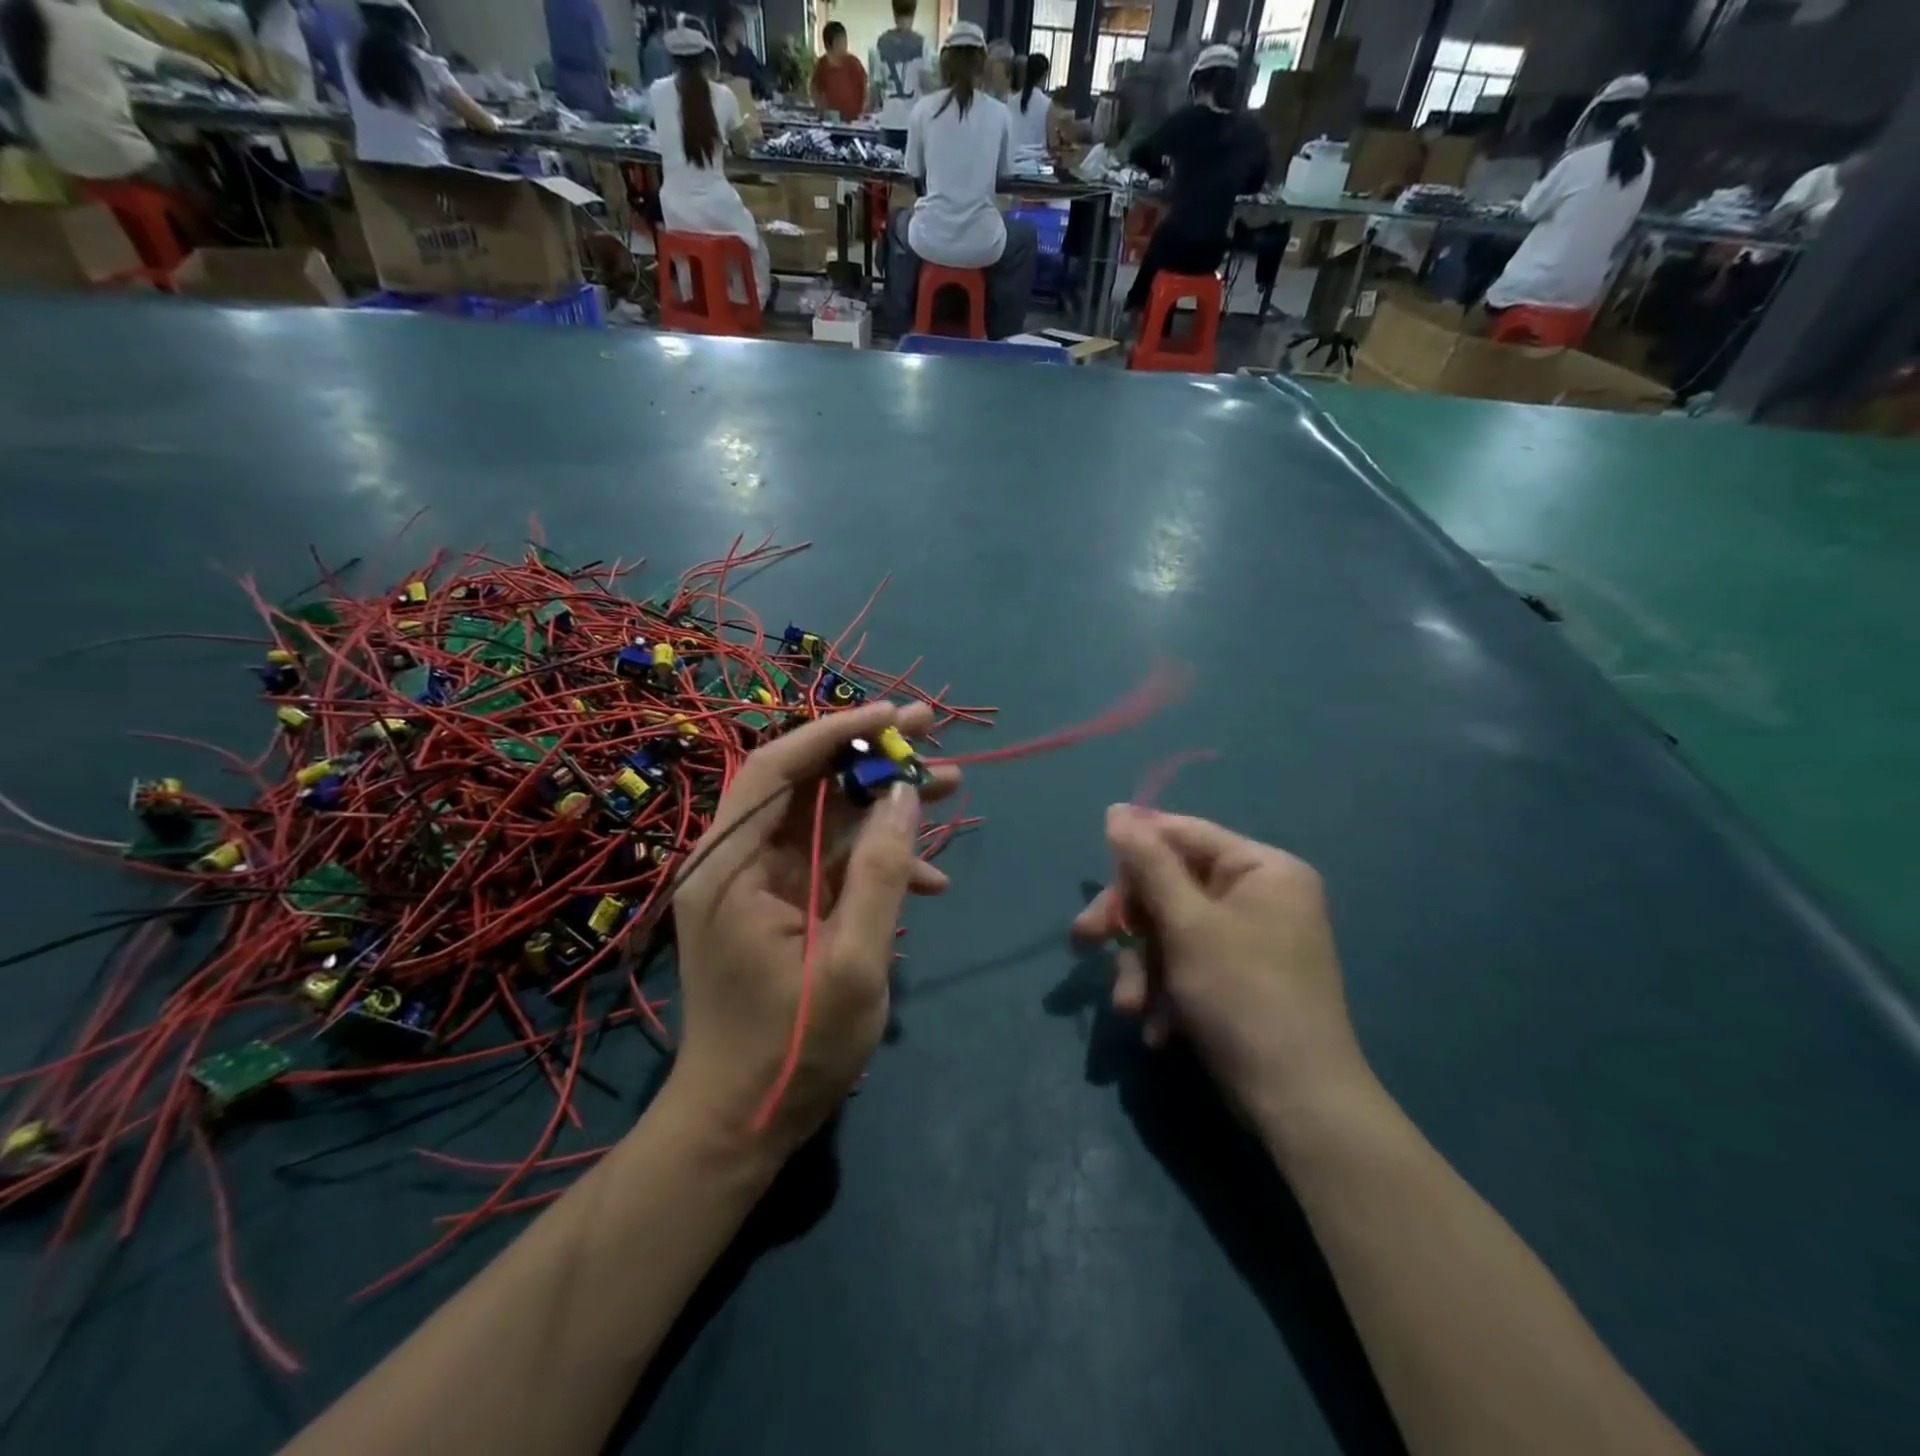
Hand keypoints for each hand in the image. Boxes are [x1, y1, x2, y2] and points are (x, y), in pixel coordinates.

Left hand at [671, 702, 958, 1154]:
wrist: (741, 1122)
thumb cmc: (791, 1049)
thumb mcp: (853, 964)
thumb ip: (882, 875)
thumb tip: (906, 794)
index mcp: (731, 866)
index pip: (776, 768)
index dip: (836, 732)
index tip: (895, 715)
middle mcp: (737, 861)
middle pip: (805, 784)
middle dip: (870, 755)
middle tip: (933, 732)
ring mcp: (760, 883)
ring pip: (826, 817)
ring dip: (885, 801)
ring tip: (952, 785)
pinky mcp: (784, 904)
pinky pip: (833, 861)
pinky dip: (878, 859)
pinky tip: (931, 877)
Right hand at [1073, 806, 1369, 1128]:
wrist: (1297, 1103)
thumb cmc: (1242, 995)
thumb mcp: (1187, 923)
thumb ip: (1149, 863)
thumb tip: (1117, 810)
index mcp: (1262, 869)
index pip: (1185, 834)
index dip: (1135, 848)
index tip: (1094, 869)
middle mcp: (1259, 896)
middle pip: (1172, 886)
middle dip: (1130, 923)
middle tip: (1084, 939)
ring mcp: (1250, 940)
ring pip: (1172, 932)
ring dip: (1143, 968)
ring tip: (1130, 1007)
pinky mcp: (1238, 979)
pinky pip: (1189, 964)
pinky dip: (1167, 991)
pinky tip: (1159, 1028)